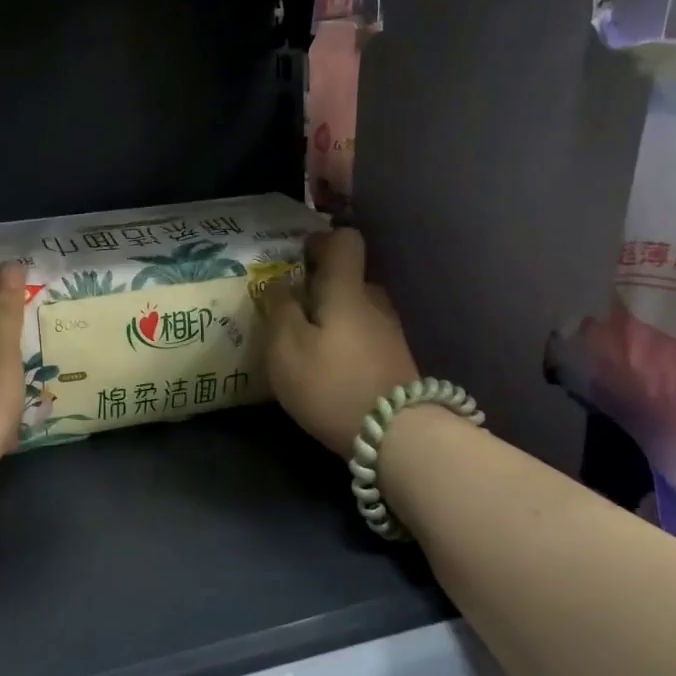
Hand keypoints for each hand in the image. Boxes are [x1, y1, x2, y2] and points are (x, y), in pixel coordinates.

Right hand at [263, 228, 419, 455]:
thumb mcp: (286, 347)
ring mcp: (390, 332)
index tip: (297, 259)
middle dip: (321, 286)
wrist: (395, 435)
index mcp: (347, 289)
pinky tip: (329, 367)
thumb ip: (280, 309)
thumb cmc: (330, 383)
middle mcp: (374, 302)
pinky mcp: (395, 361)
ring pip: (358, 309)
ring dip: (333, 317)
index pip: (345, 241)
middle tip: (291, 309)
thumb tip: (280, 284)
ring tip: (307, 343)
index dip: (321, 241)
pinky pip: (365, 335)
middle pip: (349, 277)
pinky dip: (346, 341)